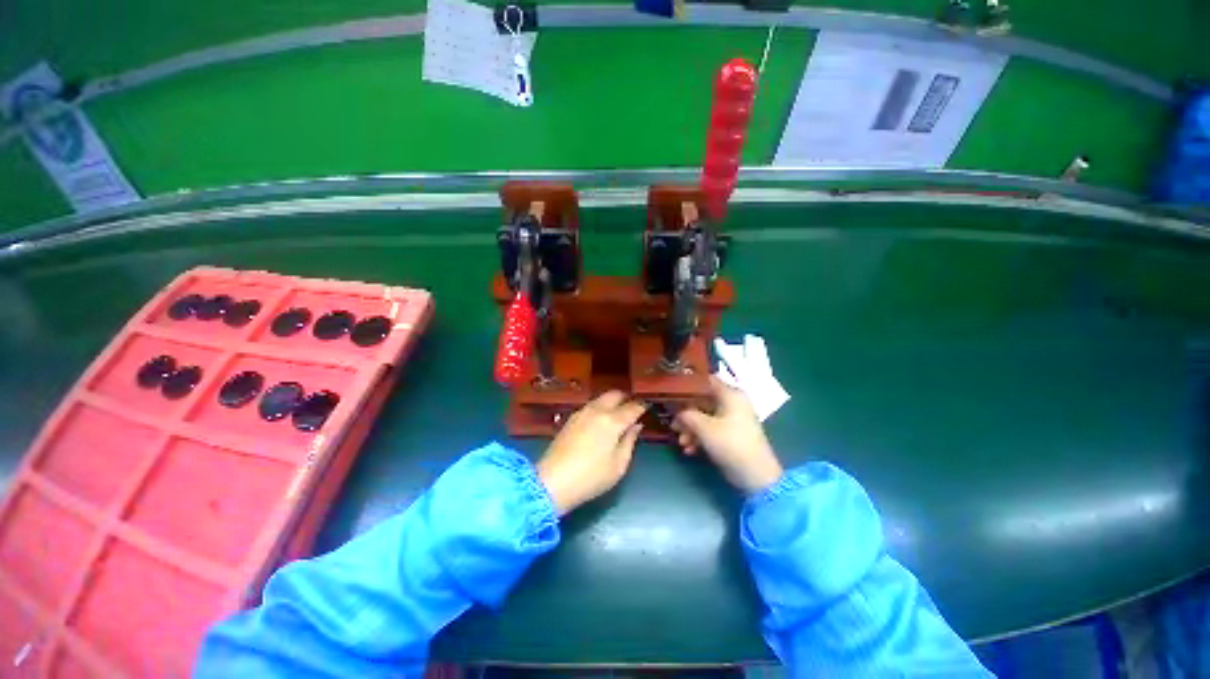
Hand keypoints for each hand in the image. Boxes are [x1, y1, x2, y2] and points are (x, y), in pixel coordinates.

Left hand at [538, 391, 645, 515]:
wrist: (553, 481)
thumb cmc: (591, 477)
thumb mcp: (618, 465)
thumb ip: (630, 441)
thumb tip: (636, 425)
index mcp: (612, 421)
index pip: (632, 407)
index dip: (642, 406)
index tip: (647, 407)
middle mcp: (597, 410)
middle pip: (615, 394)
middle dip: (626, 398)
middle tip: (632, 408)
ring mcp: (582, 412)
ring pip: (601, 398)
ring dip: (612, 401)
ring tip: (618, 414)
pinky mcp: (571, 418)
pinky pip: (591, 405)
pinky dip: (600, 407)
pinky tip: (601, 420)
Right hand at [673, 377, 783, 493]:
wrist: (755, 475)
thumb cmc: (730, 443)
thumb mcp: (704, 427)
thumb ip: (687, 414)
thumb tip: (677, 411)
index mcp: (730, 395)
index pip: (705, 381)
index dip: (687, 385)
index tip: (671, 392)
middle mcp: (732, 403)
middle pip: (702, 402)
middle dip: (686, 415)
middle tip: (673, 425)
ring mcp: (732, 420)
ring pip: (705, 417)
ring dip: (691, 429)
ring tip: (682, 442)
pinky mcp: (731, 435)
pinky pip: (711, 430)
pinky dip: (700, 438)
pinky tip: (690, 450)